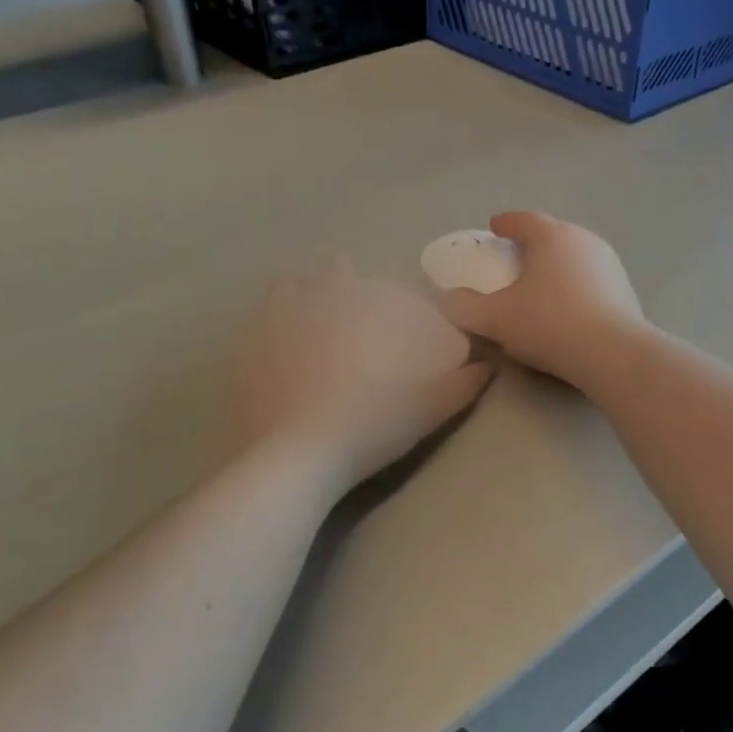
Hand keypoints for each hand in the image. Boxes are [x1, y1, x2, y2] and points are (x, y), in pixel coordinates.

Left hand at [228, 258, 492, 487]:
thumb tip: (489, 366)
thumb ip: (462, 384)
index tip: (383, 306)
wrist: (298, 458)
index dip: (376, 288)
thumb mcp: (429, 408)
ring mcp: (272, 323)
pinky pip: (257, 323)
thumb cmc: (371, 424)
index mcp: (358, 307)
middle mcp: (314, 300)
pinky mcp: (243, 352)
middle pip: (328, 273)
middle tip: (349, 313)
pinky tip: (278, 349)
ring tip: (310, 318)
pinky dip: (270, 326)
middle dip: (339, 282)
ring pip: (287, 288)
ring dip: (301, 293)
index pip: (370, 278)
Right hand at [435, 213, 645, 390]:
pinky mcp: (625, 289)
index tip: (494, 228)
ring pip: (575, 255)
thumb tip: (448, 299)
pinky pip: (592, 278)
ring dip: (557, 263)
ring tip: (541, 282)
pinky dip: (576, 284)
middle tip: (515, 256)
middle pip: (553, 234)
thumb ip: (466, 306)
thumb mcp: (496, 318)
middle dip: (532, 242)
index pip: (524, 219)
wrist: (613, 354)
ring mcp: (609, 263)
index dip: (506, 223)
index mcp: (551, 236)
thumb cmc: (549, 325)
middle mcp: (584, 240)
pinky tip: (569, 305)